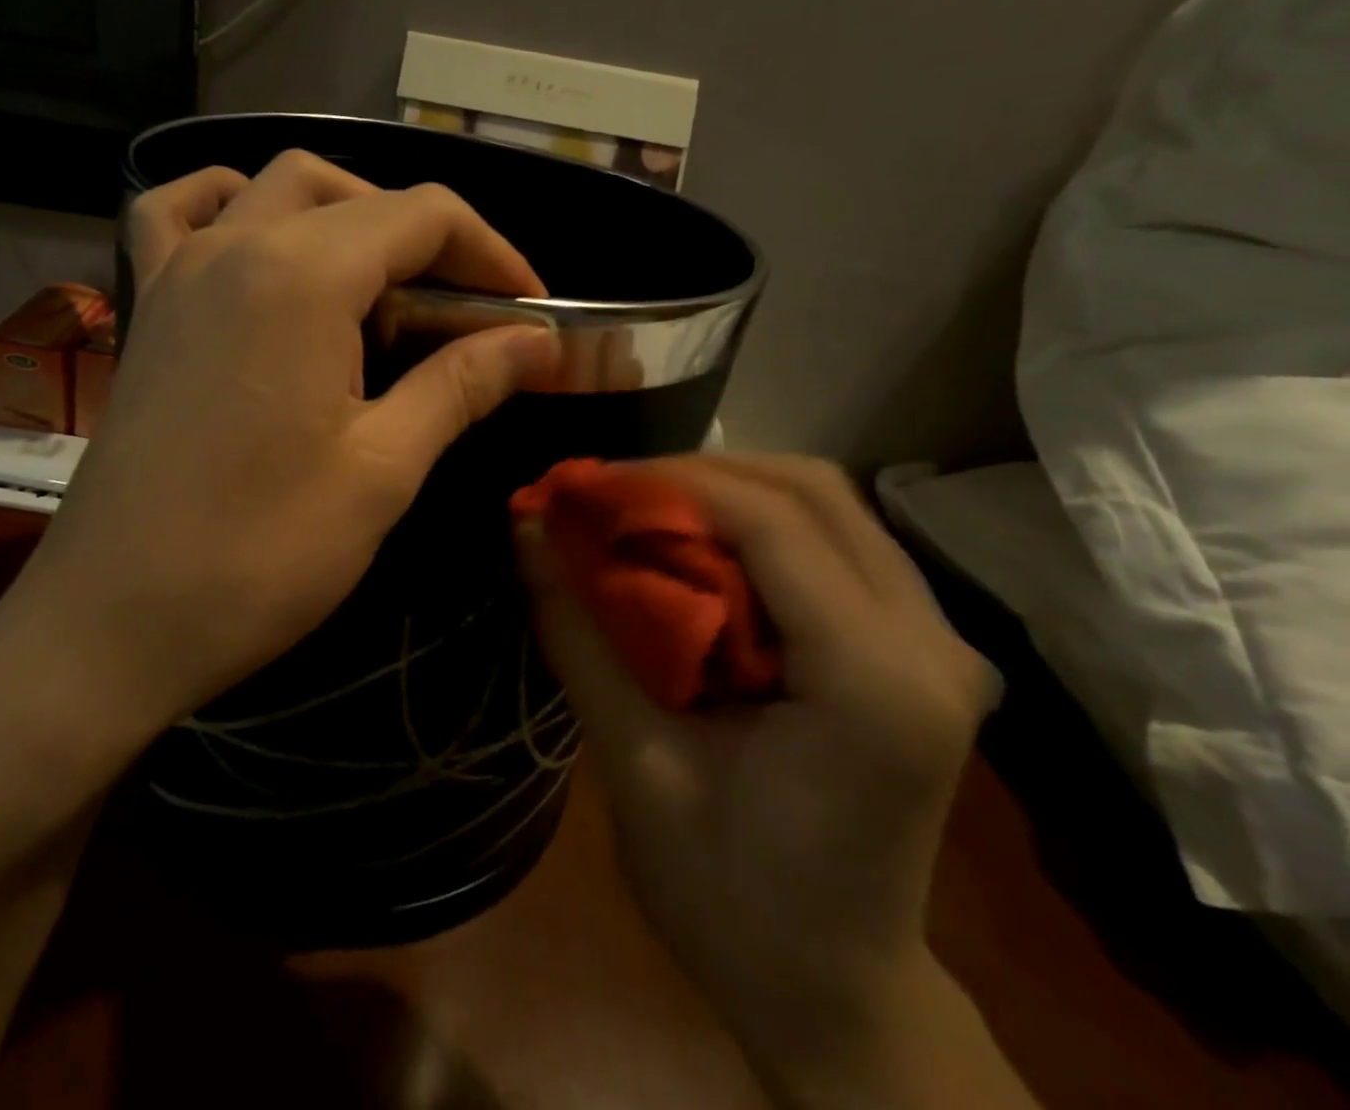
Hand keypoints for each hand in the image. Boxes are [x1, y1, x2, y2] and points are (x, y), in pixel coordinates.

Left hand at [0, 151, 559, 775]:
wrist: (113, 621)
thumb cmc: (259, 554)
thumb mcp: (382, 470)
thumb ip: (461, 385)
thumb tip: (536, 342)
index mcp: (301, 275)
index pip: (423, 216)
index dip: (493, 254)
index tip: (531, 313)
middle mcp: (235, 245)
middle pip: (354, 194)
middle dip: (428, 236)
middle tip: (466, 310)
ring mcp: (178, 269)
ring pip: (273, 188)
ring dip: (343, 212)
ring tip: (379, 283)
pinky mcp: (147, 307)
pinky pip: (181, 214)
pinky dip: (232, 206)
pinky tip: (261, 244)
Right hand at [519, 454, 999, 1082]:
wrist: (836, 994)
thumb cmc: (731, 901)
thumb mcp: (636, 766)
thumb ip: (579, 635)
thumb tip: (526, 528)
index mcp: (874, 684)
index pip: (772, 524)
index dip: (669, 482)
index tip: (586, 484)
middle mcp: (931, 644)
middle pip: (814, 490)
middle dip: (700, 472)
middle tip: (613, 494)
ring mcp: (940, 642)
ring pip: (830, 503)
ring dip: (729, 489)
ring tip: (646, 511)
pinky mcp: (921, 648)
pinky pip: (836, 540)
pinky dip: (759, 522)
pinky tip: (700, 548)